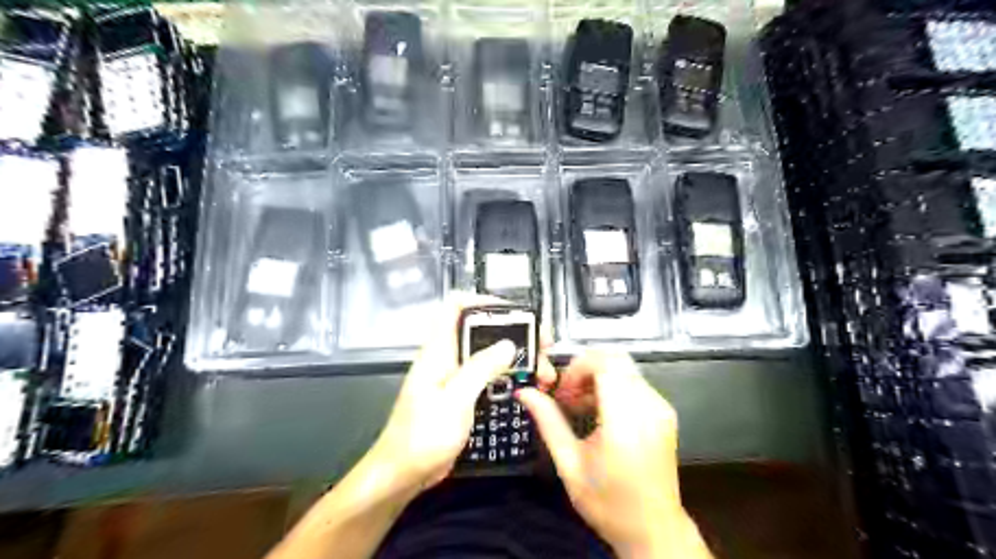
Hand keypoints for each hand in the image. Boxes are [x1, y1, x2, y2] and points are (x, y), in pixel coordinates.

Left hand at [369, 292, 557, 493]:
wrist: (403, 473)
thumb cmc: (423, 435)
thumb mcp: (455, 399)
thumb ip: (481, 368)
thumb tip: (508, 344)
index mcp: (438, 350)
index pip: (456, 307)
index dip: (483, 301)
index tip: (515, 312)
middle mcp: (447, 358)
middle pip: (481, 331)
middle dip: (514, 334)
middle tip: (543, 346)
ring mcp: (454, 377)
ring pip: (488, 355)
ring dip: (515, 358)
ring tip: (543, 371)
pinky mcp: (461, 396)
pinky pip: (487, 377)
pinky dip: (508, 376)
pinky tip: (526, 386)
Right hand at [518, 351, 711, 555]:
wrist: (654, 530)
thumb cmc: (608, 502)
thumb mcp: (570, 464)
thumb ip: (548, 422)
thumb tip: (525, 393)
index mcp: (625, 418)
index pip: (605, 363)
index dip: (577, 368)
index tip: (561, 392)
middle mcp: (649, 405)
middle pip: (615, 359)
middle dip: (584, 369)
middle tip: (566, 396)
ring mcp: (661, 407)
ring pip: (624, 368)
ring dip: (597, 377)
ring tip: (578, 407)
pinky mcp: (664, 412)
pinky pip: (634, 382)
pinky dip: (612, 386)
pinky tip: (598, 413)